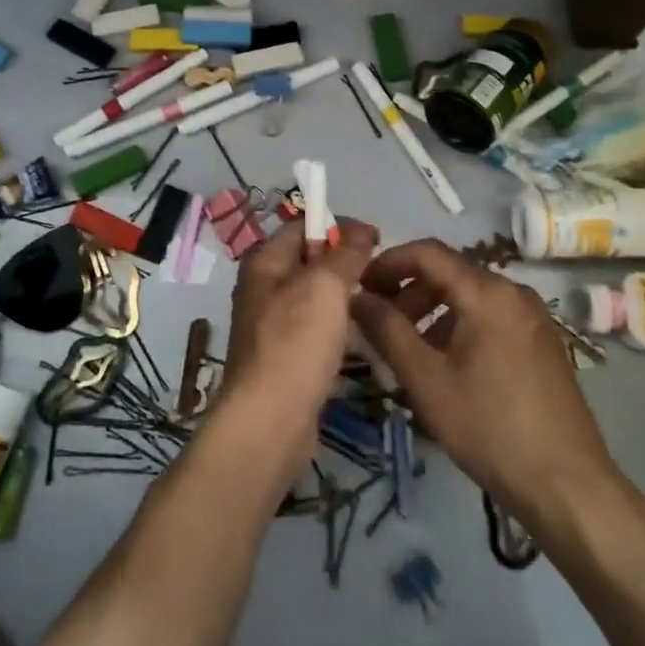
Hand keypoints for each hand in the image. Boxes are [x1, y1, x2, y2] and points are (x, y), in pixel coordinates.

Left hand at [219, 217, 377, 468]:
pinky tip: (359, 336)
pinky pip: (314, 328)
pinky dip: (336, 326)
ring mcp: (271, 325)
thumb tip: (360, 230)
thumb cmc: (295, 343)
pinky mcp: (284, 357)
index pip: (301, 226)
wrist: (270, 421)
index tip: (376, 238)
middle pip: (308, 261)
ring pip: (313, 296)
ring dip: (343, 296)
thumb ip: (344, 254)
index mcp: (264, 262)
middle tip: (381, 272)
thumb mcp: (324, 286)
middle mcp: (262, 288)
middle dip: (344, 261)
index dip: (337, 225)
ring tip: (377, 302)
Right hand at [353, 239, 626, 527]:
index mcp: (487, 292)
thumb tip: (355, 295)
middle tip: (376, 323)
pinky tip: (444, 365)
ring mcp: (533, 319)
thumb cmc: (490, 427)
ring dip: (430, 312)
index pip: (426, 253)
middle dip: (407, 291)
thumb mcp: (426, 379)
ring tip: (405, 349)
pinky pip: (489, 318)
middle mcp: (514, 293)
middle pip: (448, 274)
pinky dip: (457, 327)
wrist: (568, 487)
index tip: (358, 286)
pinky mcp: (542, 344)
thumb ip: (386, 329)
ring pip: (468, 298)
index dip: (387, 263)